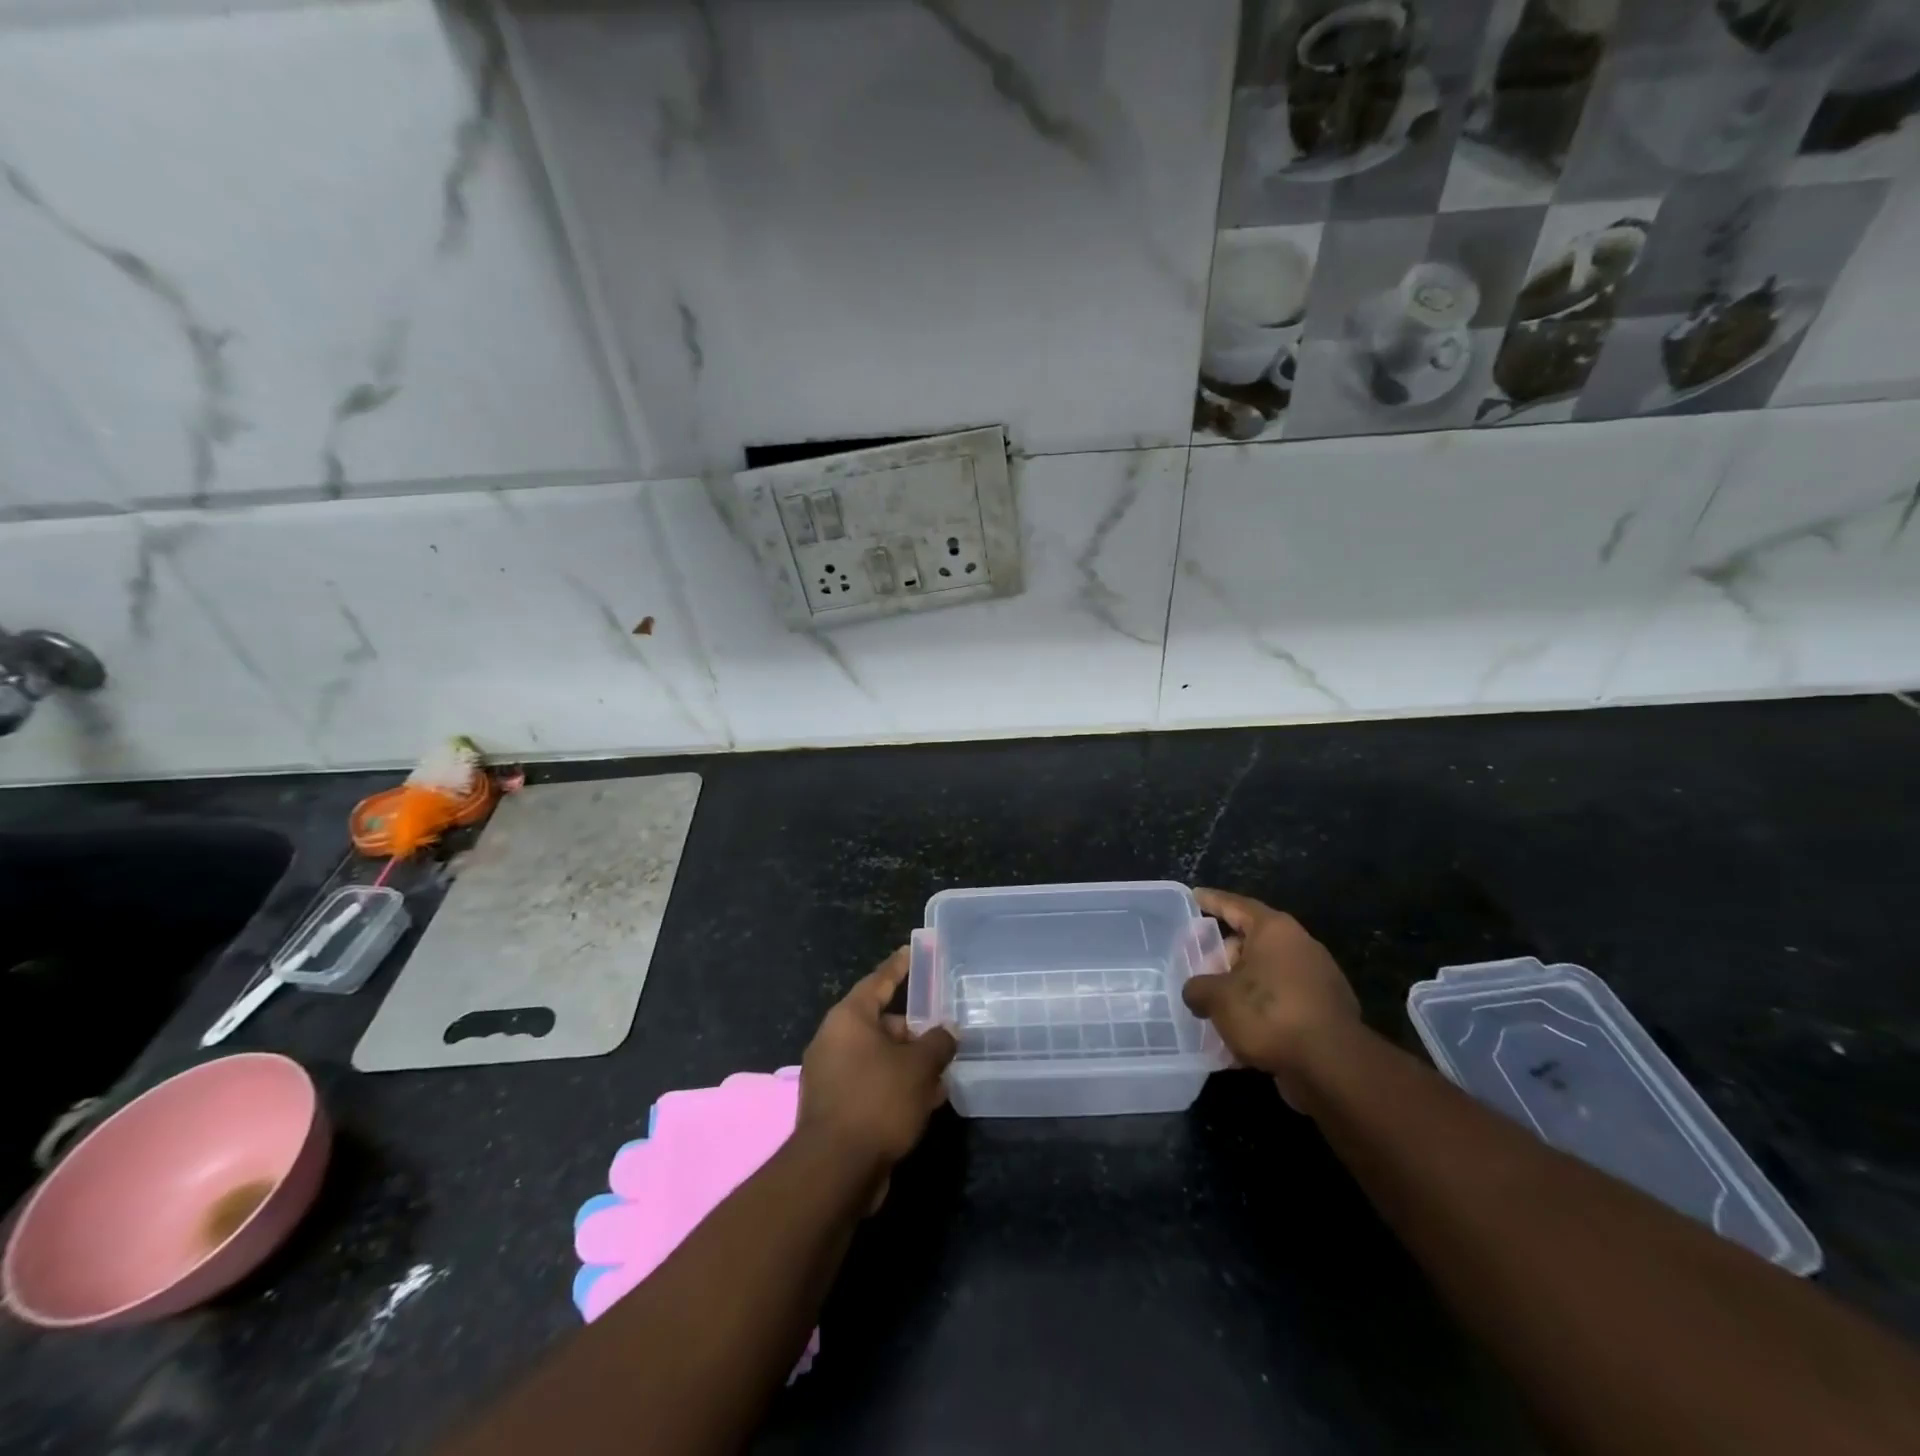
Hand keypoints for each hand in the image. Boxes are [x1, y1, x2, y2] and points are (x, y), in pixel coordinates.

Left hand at [798, 947, 957, 1178]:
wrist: (835, 1170)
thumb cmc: (877, 1101)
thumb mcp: (919, 1067)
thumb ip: (938, 1043)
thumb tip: (948, 1031)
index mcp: (848, 1019)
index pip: (878, 981)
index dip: (899, 967)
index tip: (912, 951)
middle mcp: (834, 1041)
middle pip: (882, 1024)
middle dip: (915, 1032)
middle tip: (944, 1035)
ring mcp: (831, 1076)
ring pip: (879, 1058)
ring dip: (910, 1065)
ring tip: (943, 1074)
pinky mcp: (835, 1107)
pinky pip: (872, 1084)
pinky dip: (896, 1087)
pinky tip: (925, 1101)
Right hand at [1182, 889, 1359, 1096]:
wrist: (1332, 1066)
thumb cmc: (1269, 1013)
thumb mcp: (1217, 998)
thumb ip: (1198, 988)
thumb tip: (1196, 992)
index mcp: (1274, 930)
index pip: (1236, 905)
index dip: (1213, 900)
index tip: (1195, 895)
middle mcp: (1300, 946)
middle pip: (1253, 942)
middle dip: (1225, 955)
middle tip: (1201, 968)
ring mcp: (1318, 980)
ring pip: (1268, 975)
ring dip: (1242, 987)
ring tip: (1216, 1006)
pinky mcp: (1326, 1012)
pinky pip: (1283, 1003)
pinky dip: (1261, 1012)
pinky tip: (1240, 1035)